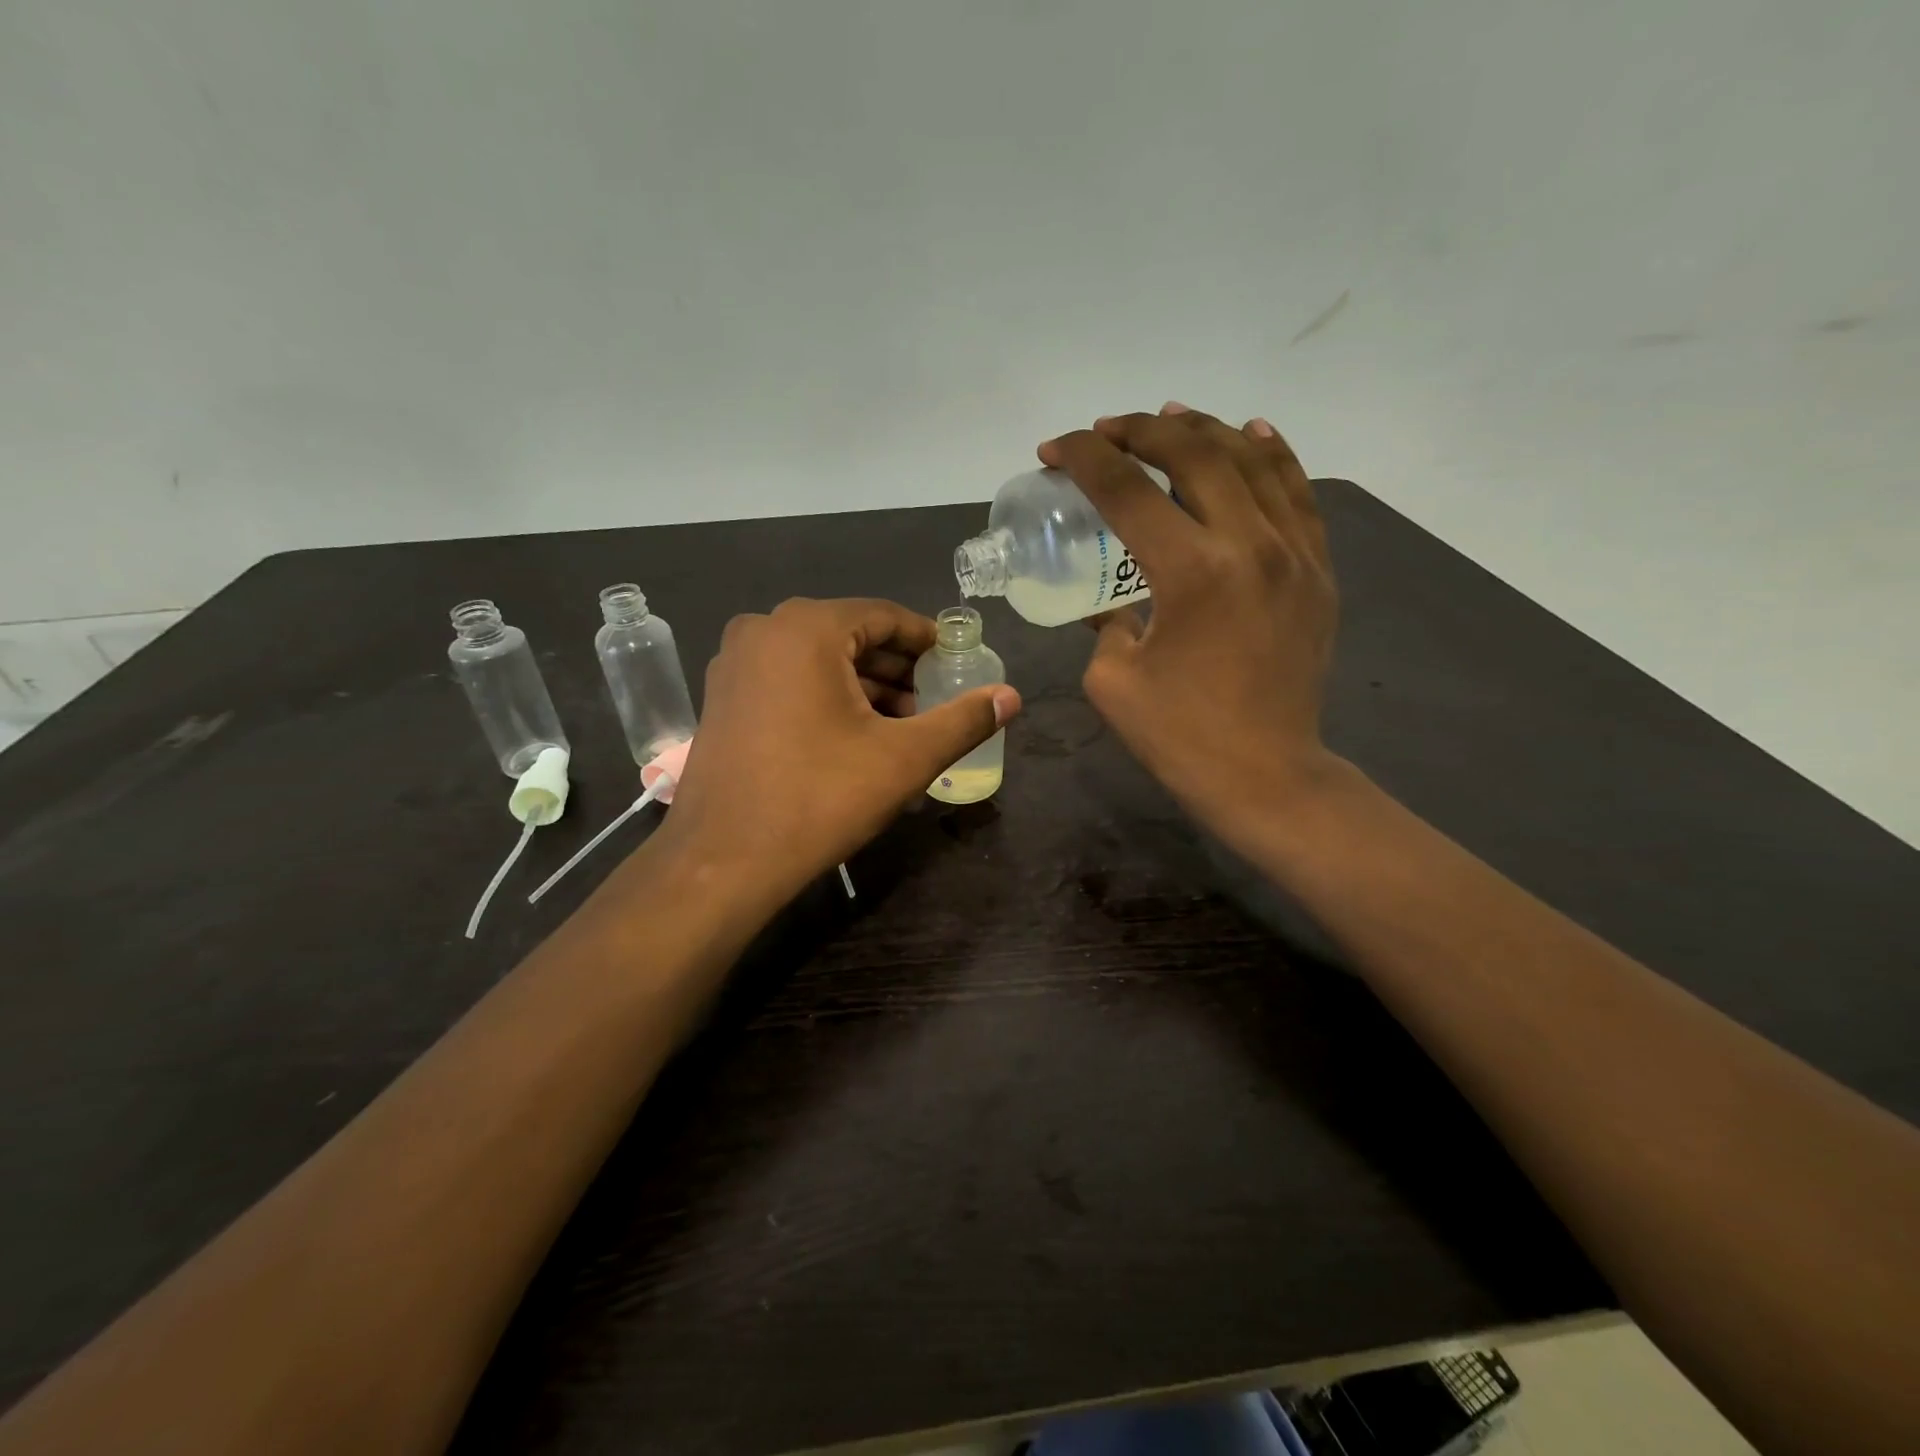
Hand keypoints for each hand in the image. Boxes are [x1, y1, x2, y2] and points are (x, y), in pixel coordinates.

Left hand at [659, 598, 1020, 907]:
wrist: (722, 861)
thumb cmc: (819, 798)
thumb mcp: (904, 758)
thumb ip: (963, 720)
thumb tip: (1012, 696)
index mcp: (806, 628)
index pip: (885, 617)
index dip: (928, 641)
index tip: (958, 665)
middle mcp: (764, 630)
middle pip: (851, 636)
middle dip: (898, 670)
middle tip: (934, 704)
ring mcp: (735, 664)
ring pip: (819, 661)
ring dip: (865, 688)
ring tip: (903, 727)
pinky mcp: (724, 698)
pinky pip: (789, 681)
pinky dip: (827, 698)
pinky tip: (856, 737)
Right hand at [1039, 403, 1339, 843]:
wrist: (1267, 775)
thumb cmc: (1180, 736)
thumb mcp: (1113, 679)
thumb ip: (1107, 623)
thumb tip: (1116, 602)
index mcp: (1191, 572)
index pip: (1128, 489)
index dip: (1084, 458)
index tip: (1054, 450)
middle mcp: (1250, 544)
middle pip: (1194, 453)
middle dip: (1140, 430)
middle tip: (1105, 432)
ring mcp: (1295, 553)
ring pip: (1252, 459)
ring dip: (1203, 429)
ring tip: (1168, 418)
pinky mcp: (1317, 570)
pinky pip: (1297, 492)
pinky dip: (1271, 455)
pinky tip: (1251, 434)